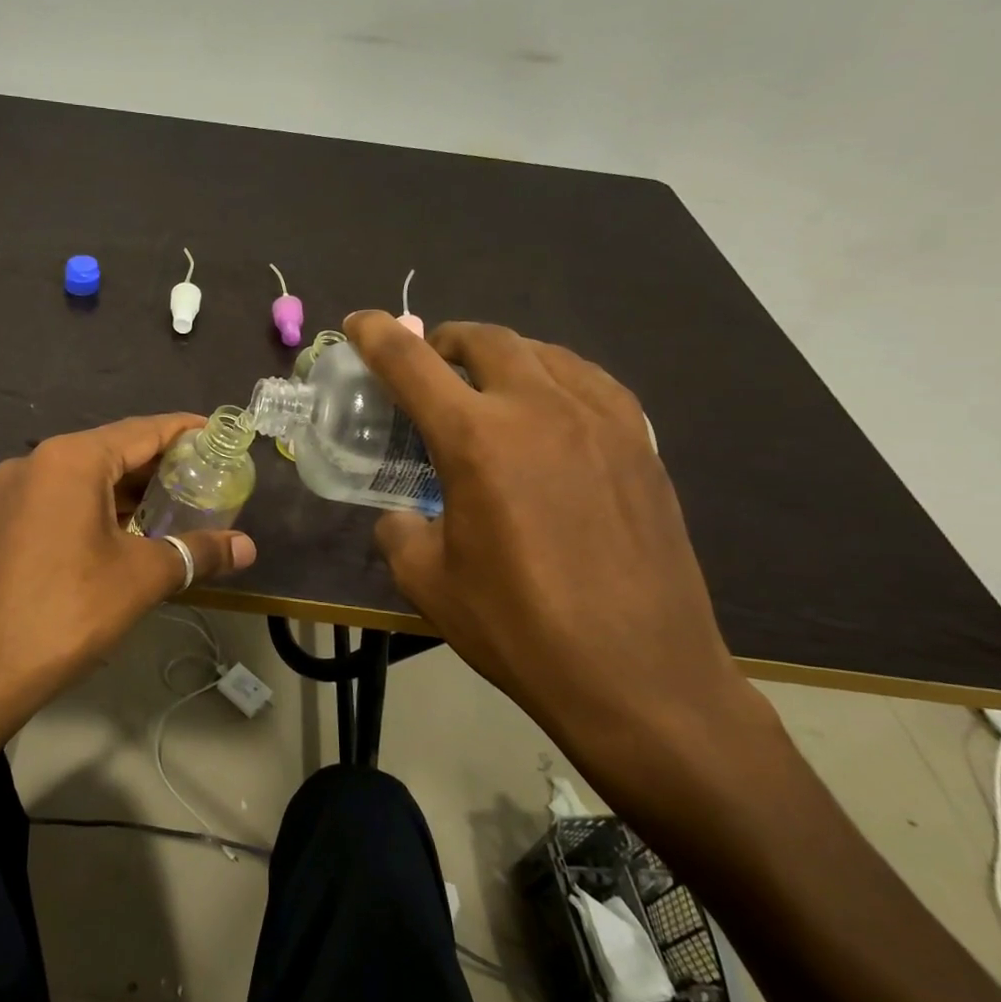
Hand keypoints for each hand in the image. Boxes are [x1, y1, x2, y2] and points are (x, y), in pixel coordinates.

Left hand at [0, 414, 257, 704]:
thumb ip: (197, 552)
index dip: (183, 430)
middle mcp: (34, 462)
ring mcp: (7, 492)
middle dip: (156, 465)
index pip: (141, 430)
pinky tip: (119, 532)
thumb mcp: (141, 577)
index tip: (217, 433)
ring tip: (168, 506)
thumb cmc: (68, 611)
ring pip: (80, 477)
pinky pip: (56, 499)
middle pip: (109, 451)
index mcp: (70, 459)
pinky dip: (92, 507)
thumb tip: (248, 548)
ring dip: (124, 490)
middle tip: (202, 477)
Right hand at [344, 311, 769, 780]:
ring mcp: (602, 421)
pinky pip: (590, 381)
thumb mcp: (427, 582)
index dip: (377, 336)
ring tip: (486, 384)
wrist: (641, 678)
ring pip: (543, 352)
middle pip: (485, 340)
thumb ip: (400, 529)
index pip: (413, 364)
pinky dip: (554, 376)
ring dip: (501, 355)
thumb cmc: (520, 629)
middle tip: (428, 366)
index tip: (358, 323)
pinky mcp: (642, 444)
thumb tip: (403, 515)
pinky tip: (549, 409)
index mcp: (477, 440)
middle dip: (444, 341)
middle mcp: (539, 410)